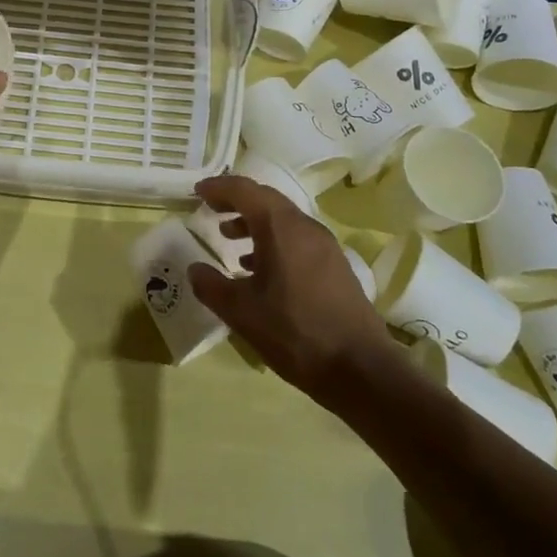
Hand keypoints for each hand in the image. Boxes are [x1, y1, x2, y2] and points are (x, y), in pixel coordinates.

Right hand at [187, 176, 398, 398]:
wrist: (361, 369)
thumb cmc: (294, 332)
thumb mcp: (241, 312)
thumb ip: (211, 286)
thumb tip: (194, 268)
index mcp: (279, 227)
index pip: (244, 190)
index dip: (218, 187)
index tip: (198, 192)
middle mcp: (304, 226)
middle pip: (266, 199)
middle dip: (236, 201)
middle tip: (211, 210)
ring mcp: (325, 245)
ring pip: (283, 219)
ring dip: (254, 222)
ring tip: (230, 238)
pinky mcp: (336, 266)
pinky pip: (297, 239)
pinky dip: (273, 241)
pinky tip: (260, 270)